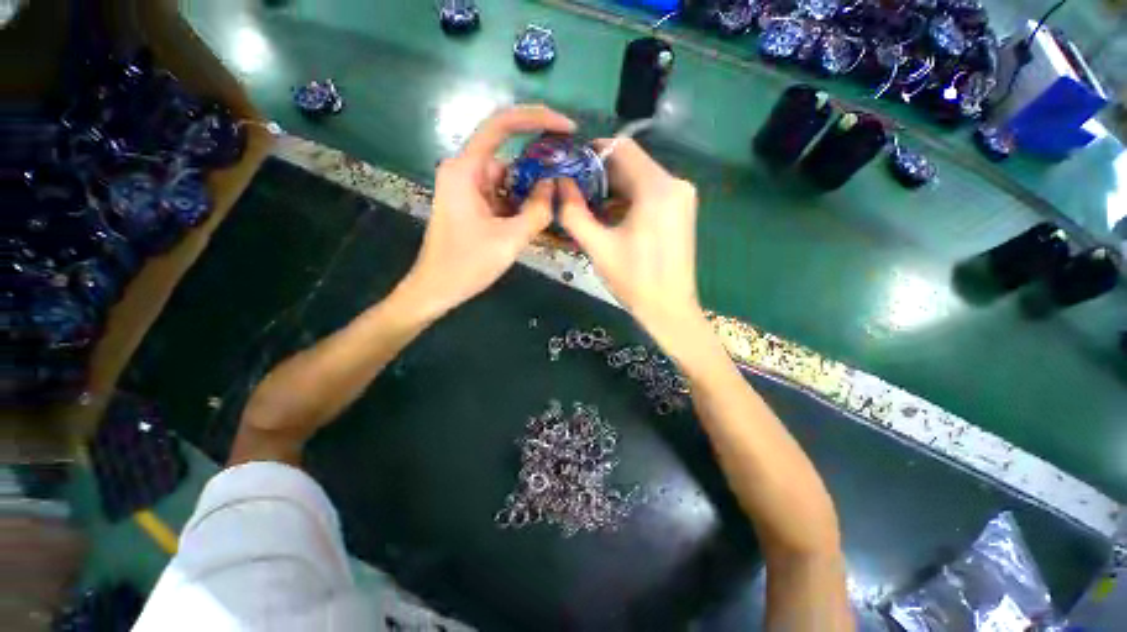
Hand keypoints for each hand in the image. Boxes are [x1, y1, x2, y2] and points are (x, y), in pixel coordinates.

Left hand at [401, 105, 574, 317]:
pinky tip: (533, 221)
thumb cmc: (467, 265)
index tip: (567, 128)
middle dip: (538, 170)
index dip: (537, 119)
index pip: (502, 126)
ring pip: (507, 180)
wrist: (436, 290)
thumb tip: (552, 186)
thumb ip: (537, 210)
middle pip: (509, 157)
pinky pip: (501, 196)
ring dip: (528, 193)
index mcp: (466, 171)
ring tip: (551, 211)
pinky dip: (518, 205)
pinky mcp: (471, 204)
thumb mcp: (509, 239)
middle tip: (566, 186)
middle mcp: (464, 172)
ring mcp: (467, 189)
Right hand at [558, 138, 703, 346]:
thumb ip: (574, 212)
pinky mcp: (681, 211)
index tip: (570, 166)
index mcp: (657, 188)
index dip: (592, 152)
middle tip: (574, 191)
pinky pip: (650, 193)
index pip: (621, 148)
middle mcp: (675, 183)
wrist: (669, 309)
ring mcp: (682, 197)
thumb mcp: (598, 246)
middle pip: (631, 163)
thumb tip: (559, 183)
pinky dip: (628, 199)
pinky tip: (611, 217)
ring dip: (613, 189)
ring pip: (640, 179)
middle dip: (600, 174)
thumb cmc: (634, 280)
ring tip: (588, 207)